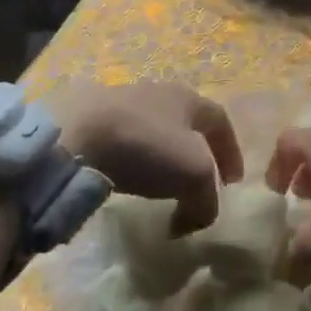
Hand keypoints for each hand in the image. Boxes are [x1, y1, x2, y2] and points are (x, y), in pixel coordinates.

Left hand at [56, 82, 243, 233]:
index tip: (232, 183)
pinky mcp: (96, 119)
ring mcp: (126, 103)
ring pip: (157, 131)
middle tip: (199, 184)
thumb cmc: (146, 145)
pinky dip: (137, 161)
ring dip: (165, 158)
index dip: (231, 152)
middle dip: (198, 153)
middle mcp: (161, 93)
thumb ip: (206, 199)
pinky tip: (129, 178)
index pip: (221, 122)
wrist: (78, 132)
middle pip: (188, 123)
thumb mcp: (194, 174)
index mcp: (189, 99)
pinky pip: (128, 142)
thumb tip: (197, 217)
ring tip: (163, 186)